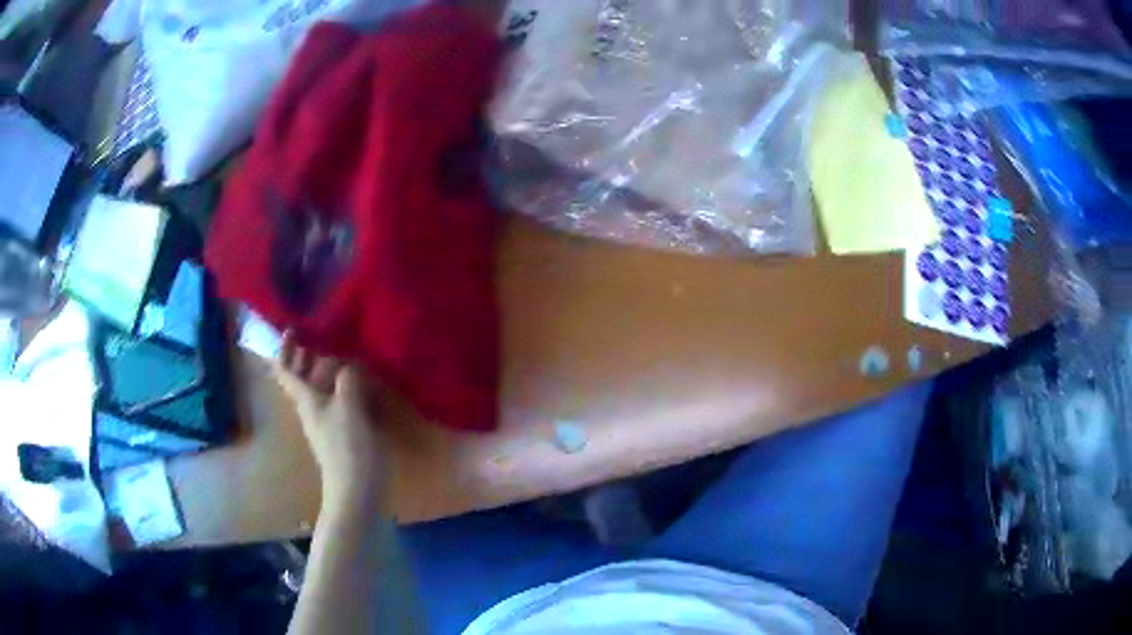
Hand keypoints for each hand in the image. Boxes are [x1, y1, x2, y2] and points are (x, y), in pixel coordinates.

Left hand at [275, 334, 388, 515]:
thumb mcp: (348, 406)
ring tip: (347, 353)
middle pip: (304, 379)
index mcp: (307, 401)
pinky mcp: (347, 434)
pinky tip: (366, 384)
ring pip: (323, 390)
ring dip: (330, 372)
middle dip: (307, 357)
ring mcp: (330, 423)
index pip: (286, 372)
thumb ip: (348, 379)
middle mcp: (314, 409)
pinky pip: (343, 403)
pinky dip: (349, 389)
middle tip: (319, 335)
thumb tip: (349, 365)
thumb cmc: (347, 447)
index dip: (285, 350)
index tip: (291, 329)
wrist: (358, 490)